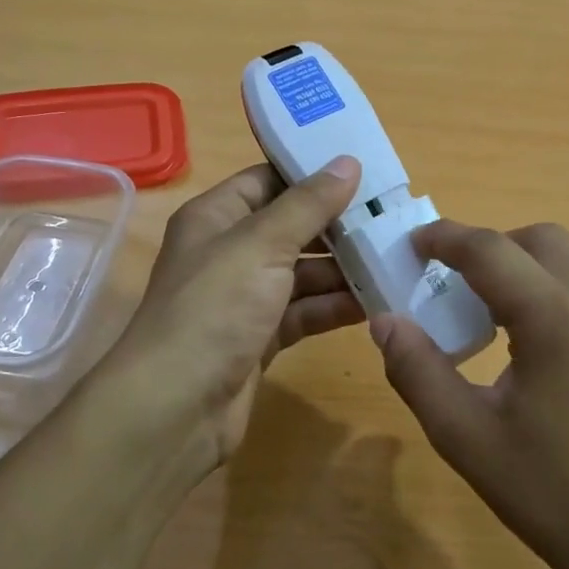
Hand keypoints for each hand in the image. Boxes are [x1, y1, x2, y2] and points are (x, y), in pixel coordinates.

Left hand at [94, 159, 363, 477]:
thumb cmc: (214, 308)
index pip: (268, 180)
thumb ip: (308, 204)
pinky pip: (303, 312)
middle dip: (337, 226)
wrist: (176, 406)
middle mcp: (229, 253)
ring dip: (343, 270)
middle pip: (291, 228)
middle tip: (392, 220)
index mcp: (216, 217)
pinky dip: (333, 307)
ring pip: (302, 273)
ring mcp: (245, 298)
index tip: (364, 170)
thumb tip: (347, 162)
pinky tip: (374, 304)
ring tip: (393, 261)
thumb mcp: (262, 245)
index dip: (311, 173)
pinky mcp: (260, 338)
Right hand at [370, 220, 568, 568]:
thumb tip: (385, 321)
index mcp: (554, 317)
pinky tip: (544, 347)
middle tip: (455, 285)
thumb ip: (417, 370)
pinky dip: (559, 292)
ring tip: (497, 319)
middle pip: (538, 239)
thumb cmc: (552, 494)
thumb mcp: (465, 436)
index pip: (489, 249)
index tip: (414, 244)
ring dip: (527, 268)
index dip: (445, 238)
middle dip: (490, 248)